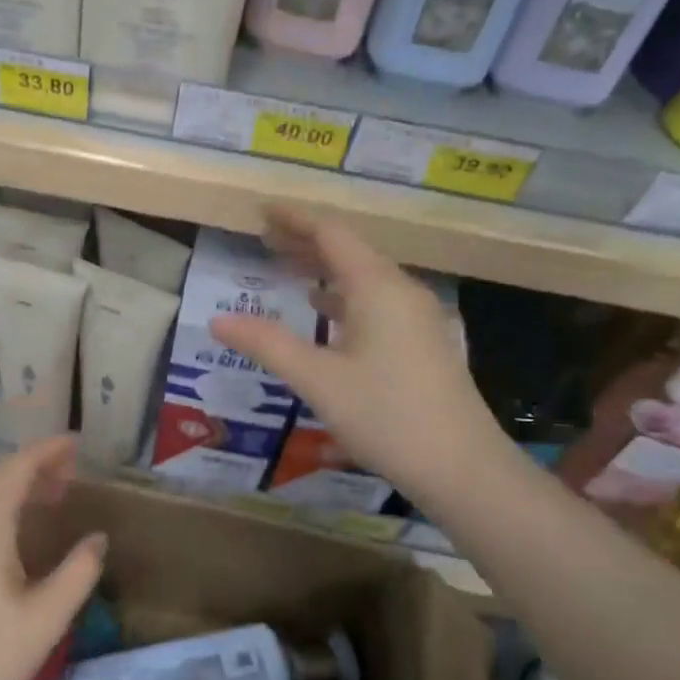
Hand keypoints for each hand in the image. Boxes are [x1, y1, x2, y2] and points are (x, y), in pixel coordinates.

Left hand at [0, 436, 104, 679]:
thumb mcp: (45, 618)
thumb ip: (78, 572)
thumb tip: (97, 538)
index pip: (18, 467)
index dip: (48, 451)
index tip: (76, 443)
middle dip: (34, 464)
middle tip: (71, 470)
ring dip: (15, 482)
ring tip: (51, 492)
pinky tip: (14, 525)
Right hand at [209, 207, 495, 496]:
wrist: (461, 466)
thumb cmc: (385, 415)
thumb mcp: (317, 379)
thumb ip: (267, 344)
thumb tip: (217, 321)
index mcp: (377, 287)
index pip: (331, 234)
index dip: (294, 220)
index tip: (262, 212)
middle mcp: (400, 291)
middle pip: (348, 251)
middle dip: (305, 242)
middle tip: (264, 238)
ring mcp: (416, 317)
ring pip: (363, 278)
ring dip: (324, 269)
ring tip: (286, 268)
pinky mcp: (421, 342)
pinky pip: (375, 302)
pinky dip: (343, 297)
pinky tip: (324, 310)